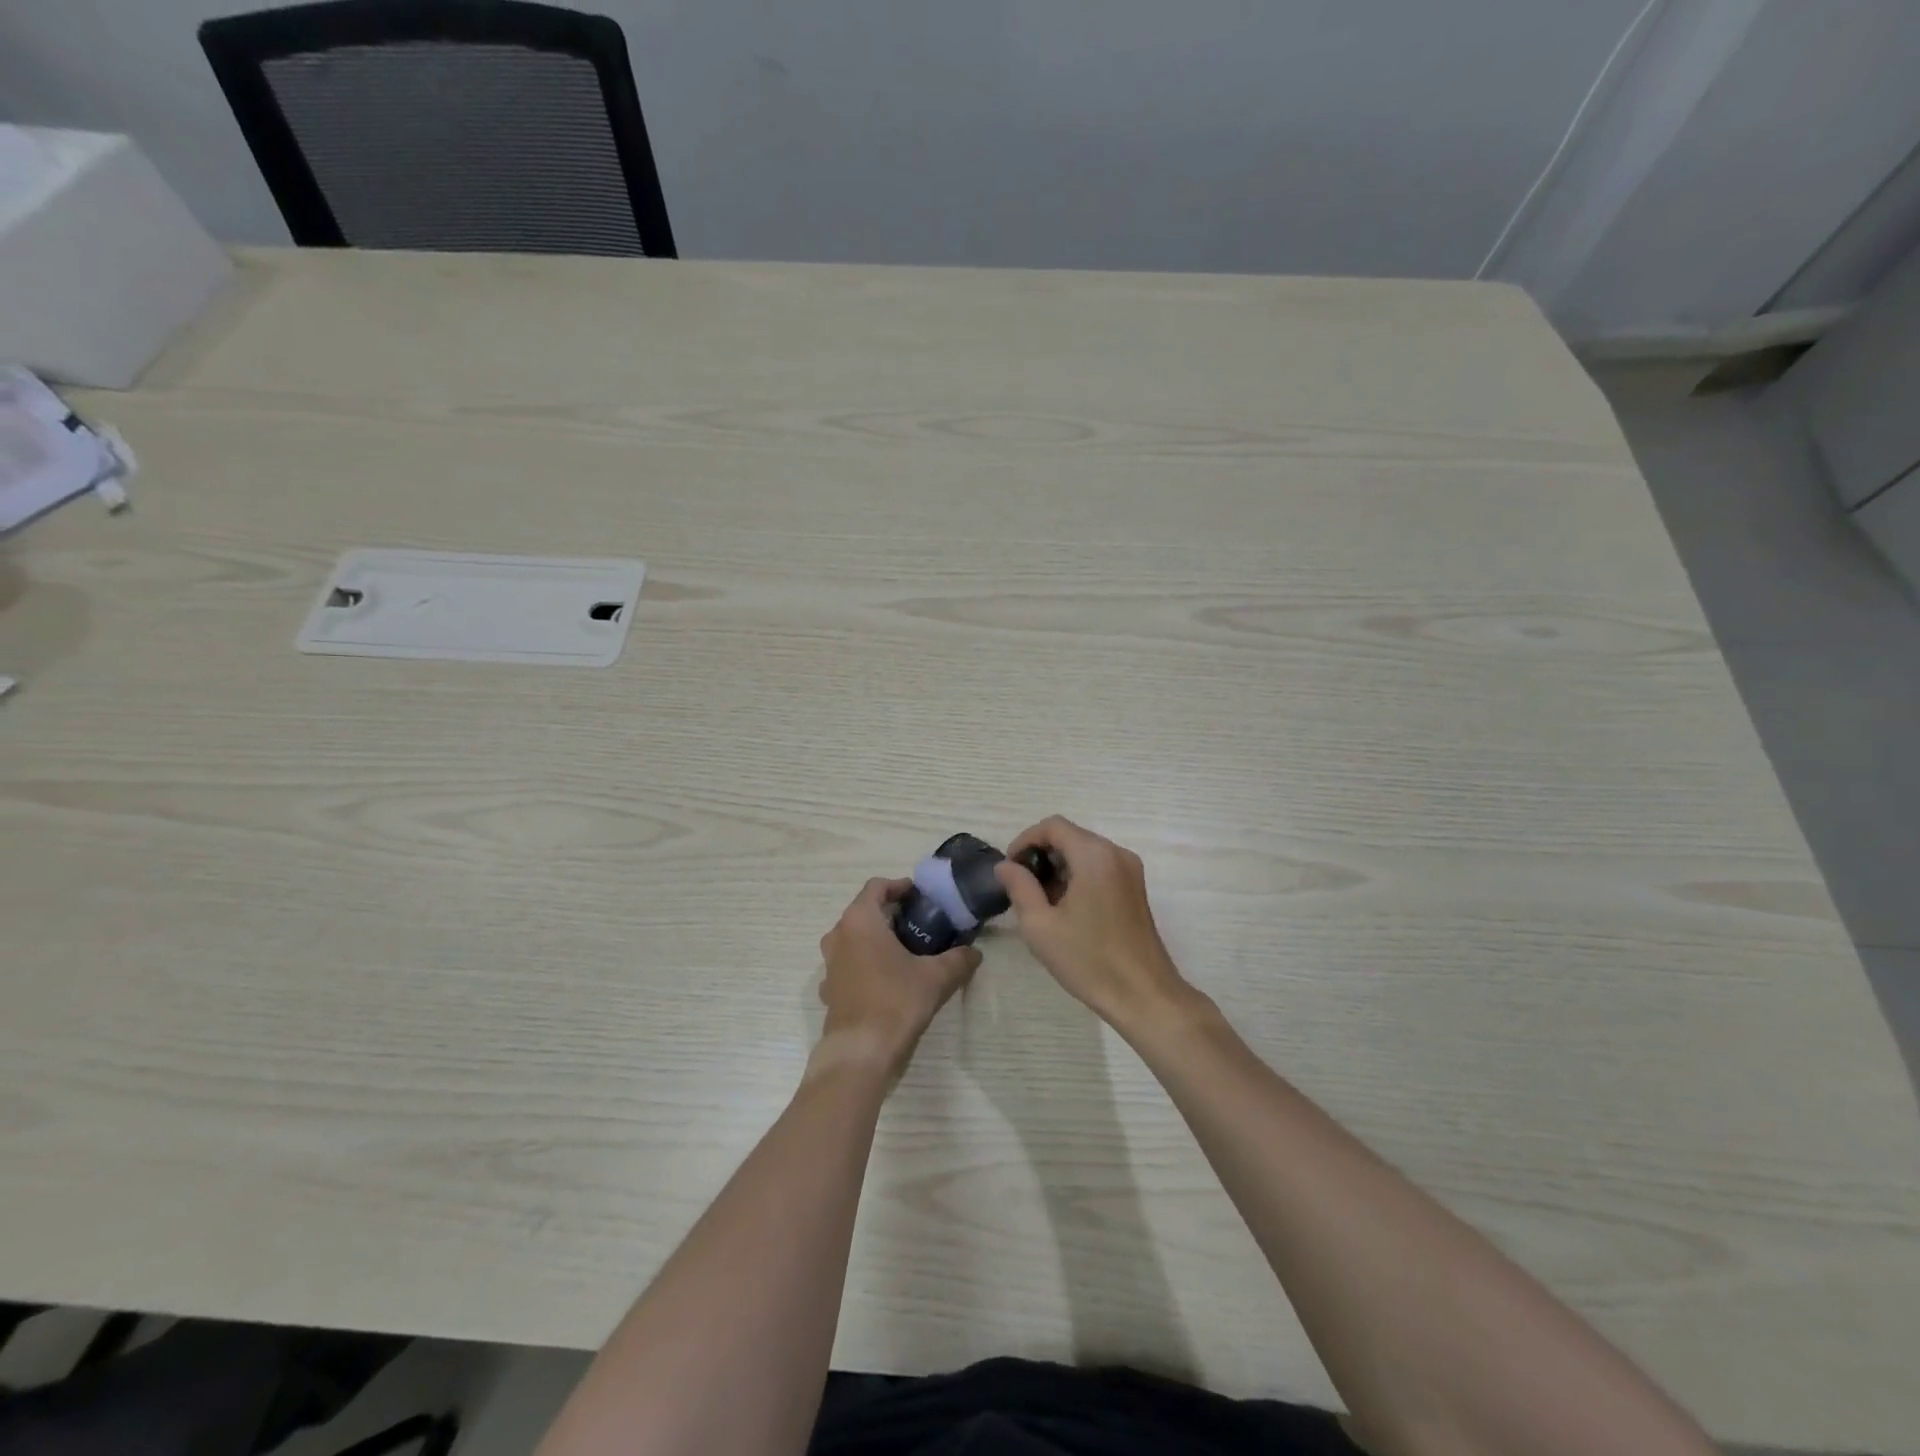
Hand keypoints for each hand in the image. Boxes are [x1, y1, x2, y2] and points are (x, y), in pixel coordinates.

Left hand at [814, 877, 979, 1082]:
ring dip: (877, 939)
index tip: (921, 896)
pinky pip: (849, 963)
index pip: (877, 886)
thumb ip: (958, 959)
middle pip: (864, 911)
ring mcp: (830, 964)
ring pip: (854, 938)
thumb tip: (975, 952)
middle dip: (891, 914)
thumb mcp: (936, 977)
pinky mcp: (829, 988)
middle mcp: (838, 935)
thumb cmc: (896, 1001)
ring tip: (906, 951)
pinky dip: (867, 962)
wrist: (861, 1053)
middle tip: (920, 923)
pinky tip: (888, 980)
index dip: (899, 886)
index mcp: (860, 920)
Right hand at [995, 816, 1191, 1028]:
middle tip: (1022, 888)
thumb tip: (1005, 866)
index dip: (1025, 840)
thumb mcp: (1040, 925)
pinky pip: (1100, 867)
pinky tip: (1066, 908)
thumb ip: (1019, 887)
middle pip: (1070, 836)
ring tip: (1041, 902)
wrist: (1144, 995)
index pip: (1052, 826)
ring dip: (1058, 867)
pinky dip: (1077, 876)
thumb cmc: (1089, 960)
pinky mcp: (1135, 888)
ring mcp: (1130, 870)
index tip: (1010, 869)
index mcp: (1094, 855)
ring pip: (1084, 852)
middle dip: (1041, 855)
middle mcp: (1116, 853)